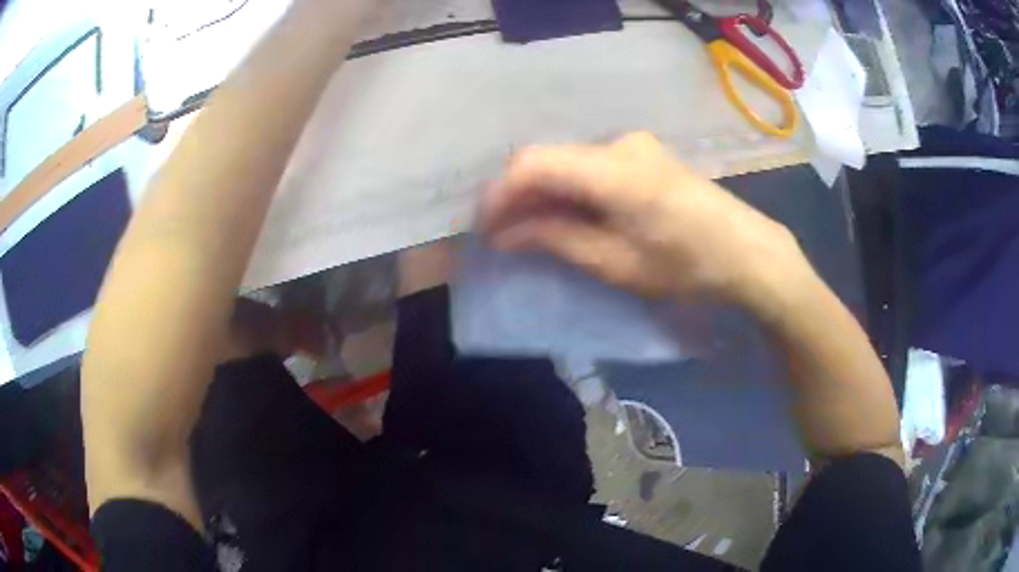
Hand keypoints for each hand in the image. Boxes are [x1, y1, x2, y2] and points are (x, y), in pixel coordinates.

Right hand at [481, 132, 812, 309]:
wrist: (748, 253)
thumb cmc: (687, 266)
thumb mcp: (617, 262)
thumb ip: (556, 238)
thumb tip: (506, 233)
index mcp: (614, 169)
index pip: (534, 163)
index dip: (501, 193)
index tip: (485, 228)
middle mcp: (619, 143)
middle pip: (548, 158)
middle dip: (518, 195)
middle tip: (504, 234)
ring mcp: (634, 144)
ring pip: (567, 161)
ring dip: (543, 193)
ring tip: (531, 230)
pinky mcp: (643, 154)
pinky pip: (589, 164)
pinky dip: (569, 188)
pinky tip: (567, 214)